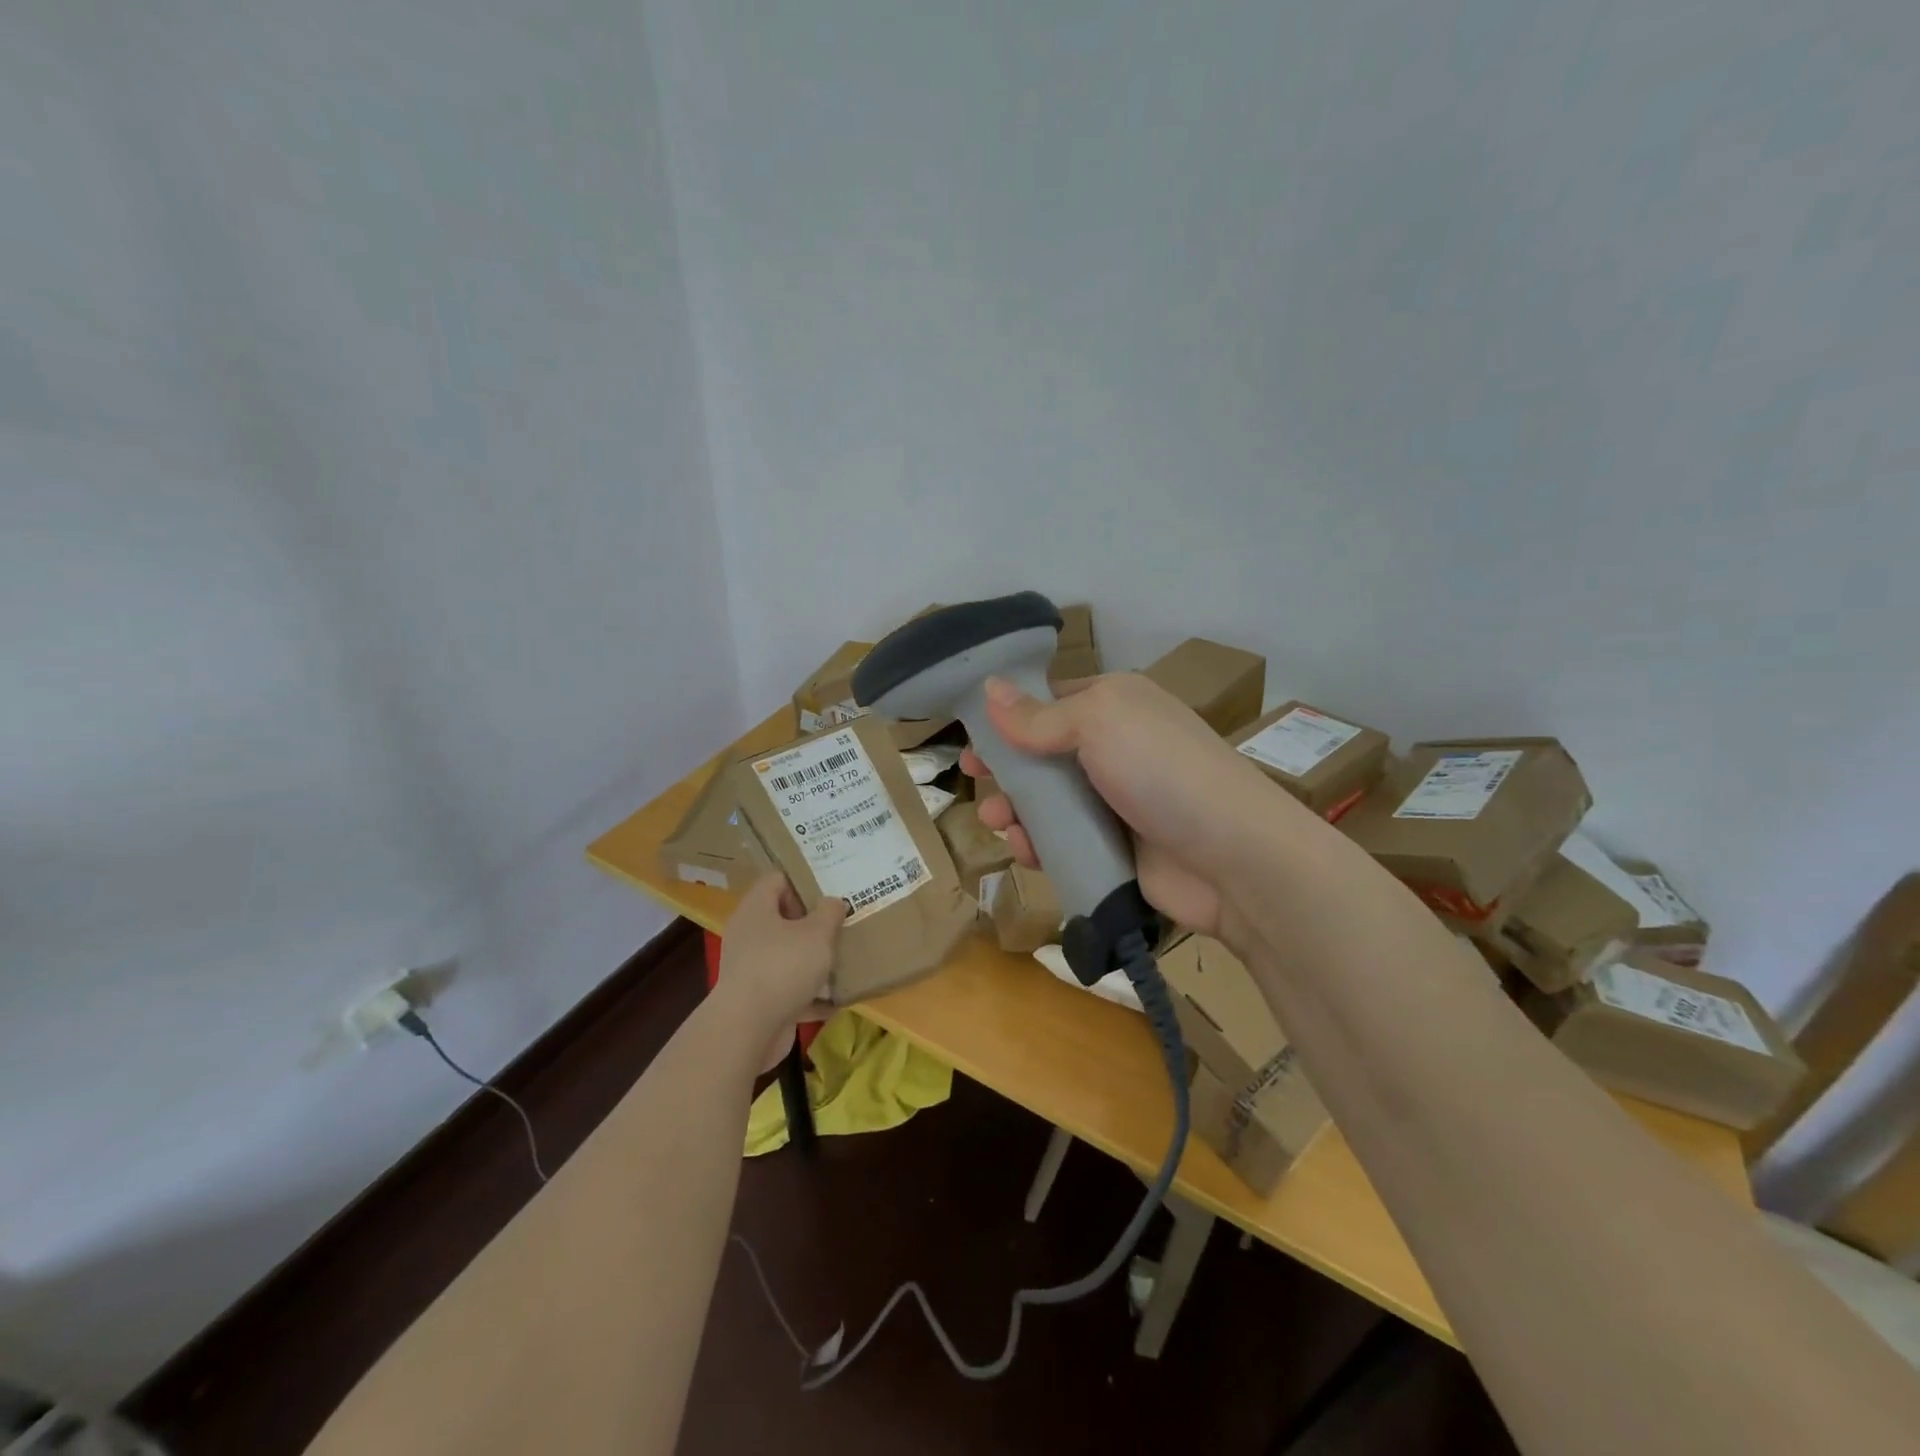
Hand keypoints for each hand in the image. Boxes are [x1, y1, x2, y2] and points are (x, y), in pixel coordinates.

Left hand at [714, 875, 845, 1068]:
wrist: (748, 1030)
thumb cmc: (783, 967)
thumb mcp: (818, 933)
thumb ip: (830, 912)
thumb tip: (833, 902)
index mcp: (756, 909)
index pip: (778, 880)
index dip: (803, 882)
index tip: (831, 893)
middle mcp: (749, 934)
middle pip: (783, 918)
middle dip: (814, 923)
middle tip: (843, 924)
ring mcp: (751, 968)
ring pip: (788, 955)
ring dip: (813, 959)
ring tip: (845, 959)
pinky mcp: (758, 999)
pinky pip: (789, 988)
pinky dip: (810, 993)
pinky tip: (836, 1000)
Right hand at [963, 672, 1306, 936]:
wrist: (1232, 858)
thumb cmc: (1161, 771)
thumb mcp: (1097, 723)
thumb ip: (1038, 715)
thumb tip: (988, 688)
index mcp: (1116, 706)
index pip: (1051, 702)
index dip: (1009, 716)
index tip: (971, 735)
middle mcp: (1116, 749)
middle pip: (1044, 756)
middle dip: (1006, 769)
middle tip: (973, 780)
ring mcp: (1116, 802)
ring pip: (1049, 803)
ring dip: (1016, 810)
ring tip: (997, 822)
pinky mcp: (1116, 849)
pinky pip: (1065, 843)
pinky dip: (1040, 845)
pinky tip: (1025, 851)